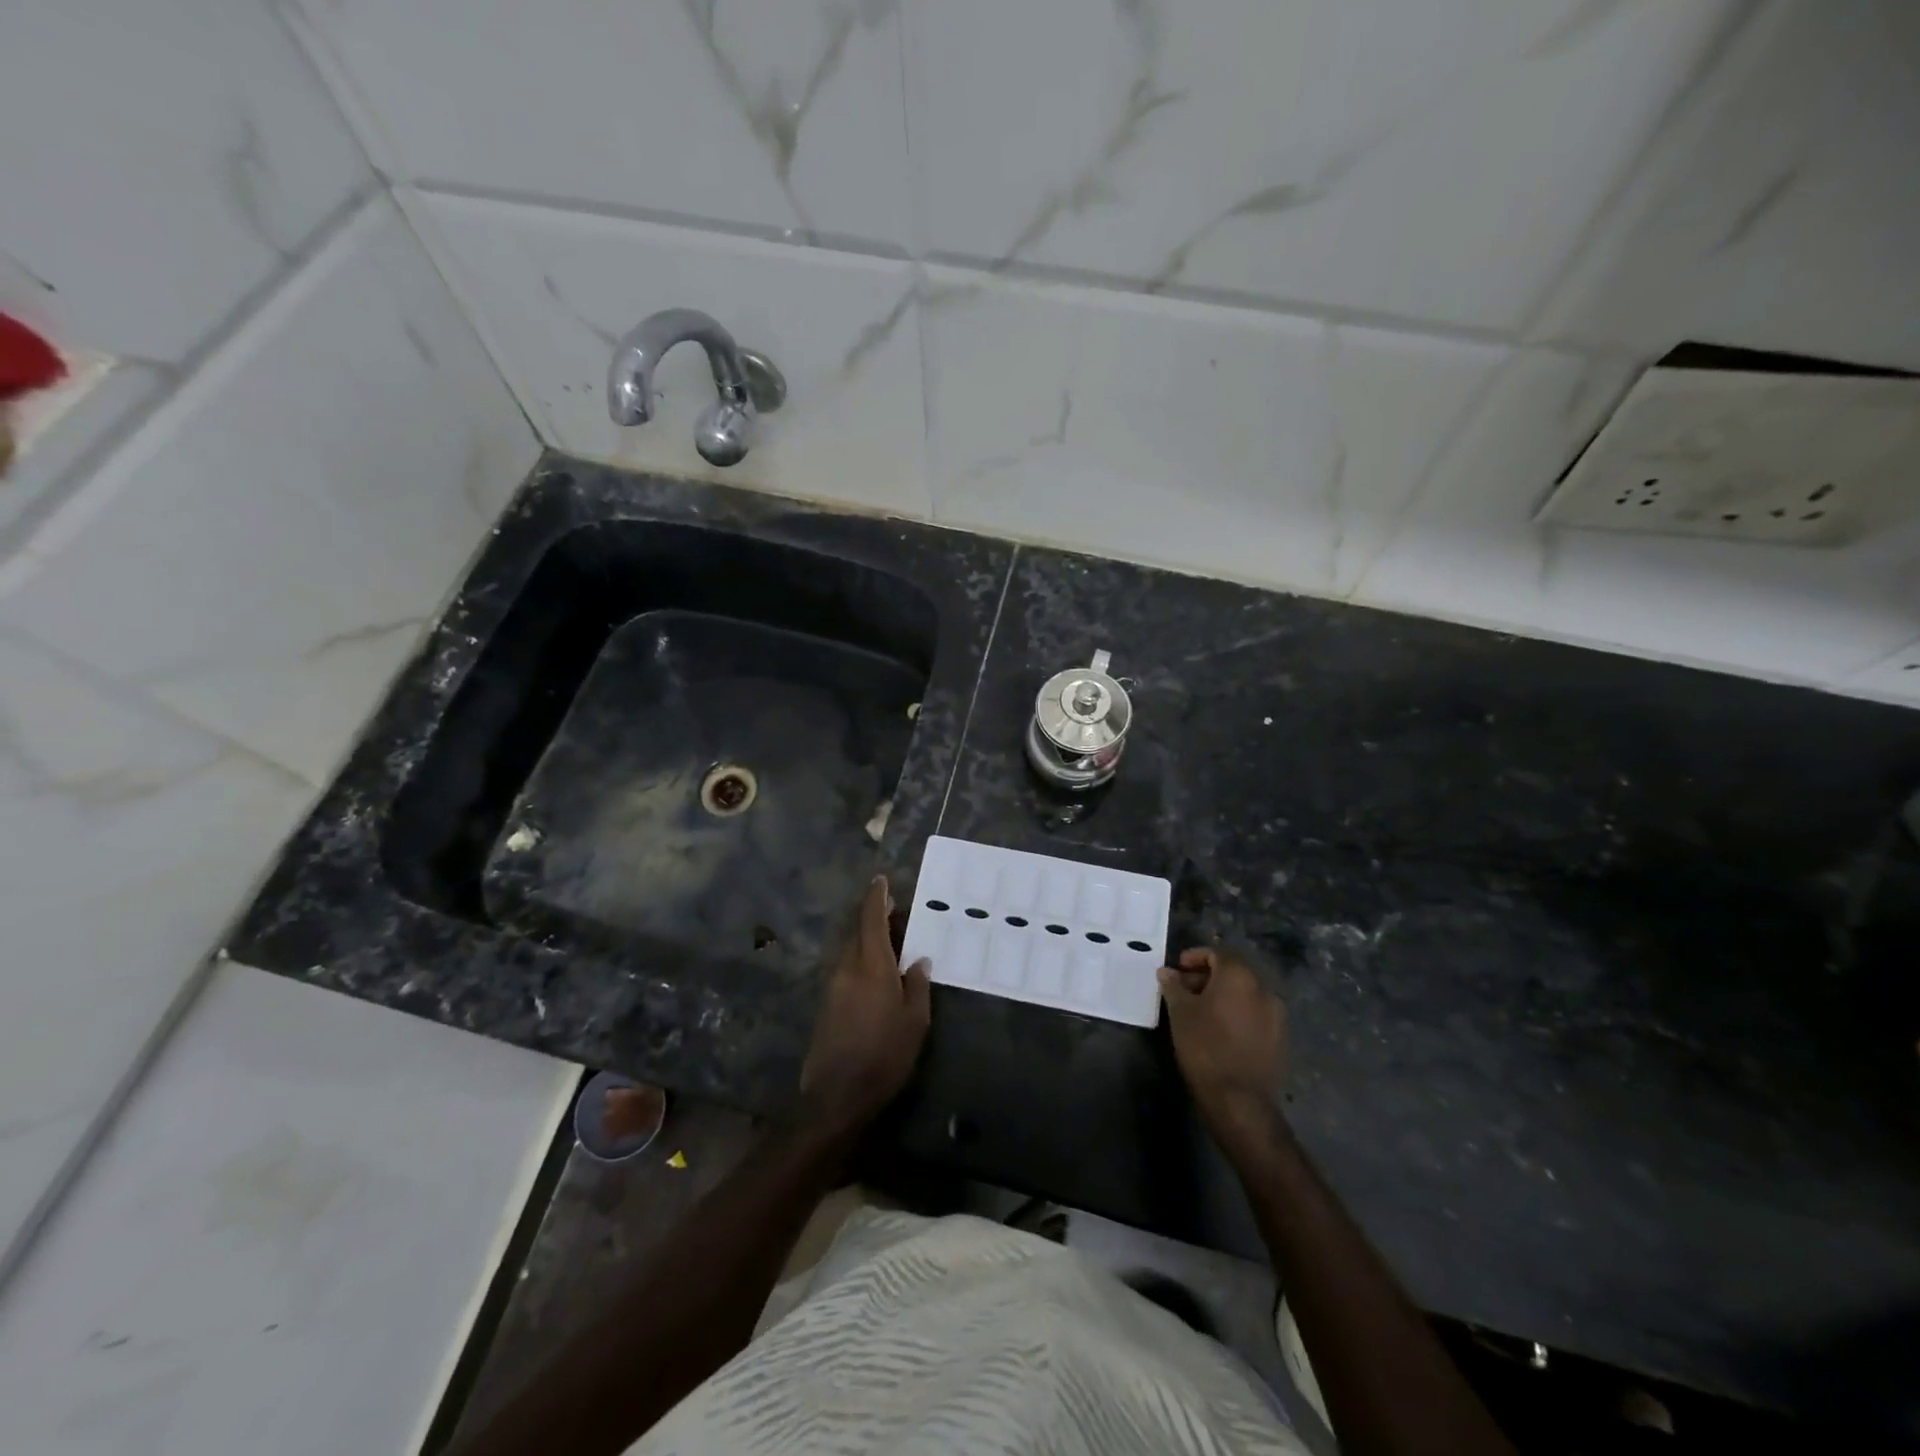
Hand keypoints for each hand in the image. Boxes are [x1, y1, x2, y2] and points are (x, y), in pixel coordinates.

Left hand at [799, 877, 931, 1134]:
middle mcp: (848, 967)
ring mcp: (833, 985)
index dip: (876, 897)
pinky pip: (846, 967)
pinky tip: (877, 972)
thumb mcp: (914, 1022)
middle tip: (896, 911)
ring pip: (851, 949)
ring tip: (892, 941)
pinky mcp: (827, 1003)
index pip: (871, 919)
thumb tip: (918, 960)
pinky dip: (862, 958)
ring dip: (868, 939)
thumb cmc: (884, 1055)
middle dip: (875, 917)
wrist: (837, 1095)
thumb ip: (917, 985)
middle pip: (859, 931)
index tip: (882, 880)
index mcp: (872, 965)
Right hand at [1159, 946, 1287, 1148]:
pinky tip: (1219, 1029)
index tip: (1177, 970)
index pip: (1218, 953)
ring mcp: (1276, 1014)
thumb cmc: (1205, 1046)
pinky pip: (1255, 1013)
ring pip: (1245, 993)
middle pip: (1234, 971)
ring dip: (1222, 995)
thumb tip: (1166, 972)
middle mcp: (1264, 988)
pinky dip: (1237, 1012)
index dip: (1195, 957)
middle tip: (1184, 990)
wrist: (1240, 1099)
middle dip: (1207, 976)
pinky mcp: (1279, 1037)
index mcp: (1240, 976)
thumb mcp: (1180, 1012)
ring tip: (1199, 1011)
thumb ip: (1173, 986)